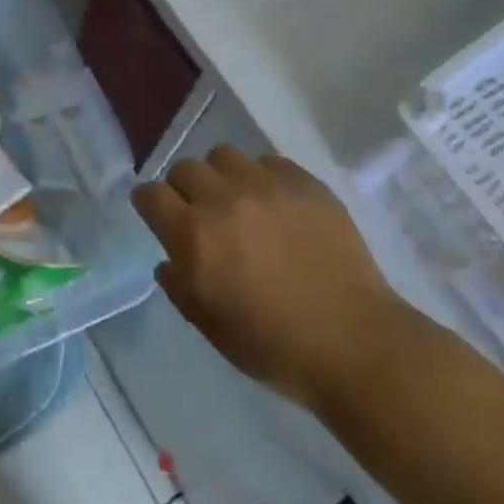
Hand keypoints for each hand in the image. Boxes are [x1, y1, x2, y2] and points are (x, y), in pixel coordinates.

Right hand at [134, 148, 416, 409]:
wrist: (354, 342)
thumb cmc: (275, 347)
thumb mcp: (212, 329)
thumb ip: (180, 289)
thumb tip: (168, 262)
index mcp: (195, 238)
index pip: (151, 194)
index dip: (149, 204)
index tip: (157, 215)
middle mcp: (224, 200)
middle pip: (185, 168)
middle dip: (183, 189)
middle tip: (200, 214)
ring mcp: (267, 186)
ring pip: (224, 155)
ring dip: (221, 176)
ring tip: (237, 201)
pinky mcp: (305, 182)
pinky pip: (267, 161)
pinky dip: (261, 177)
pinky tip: (275, 205)